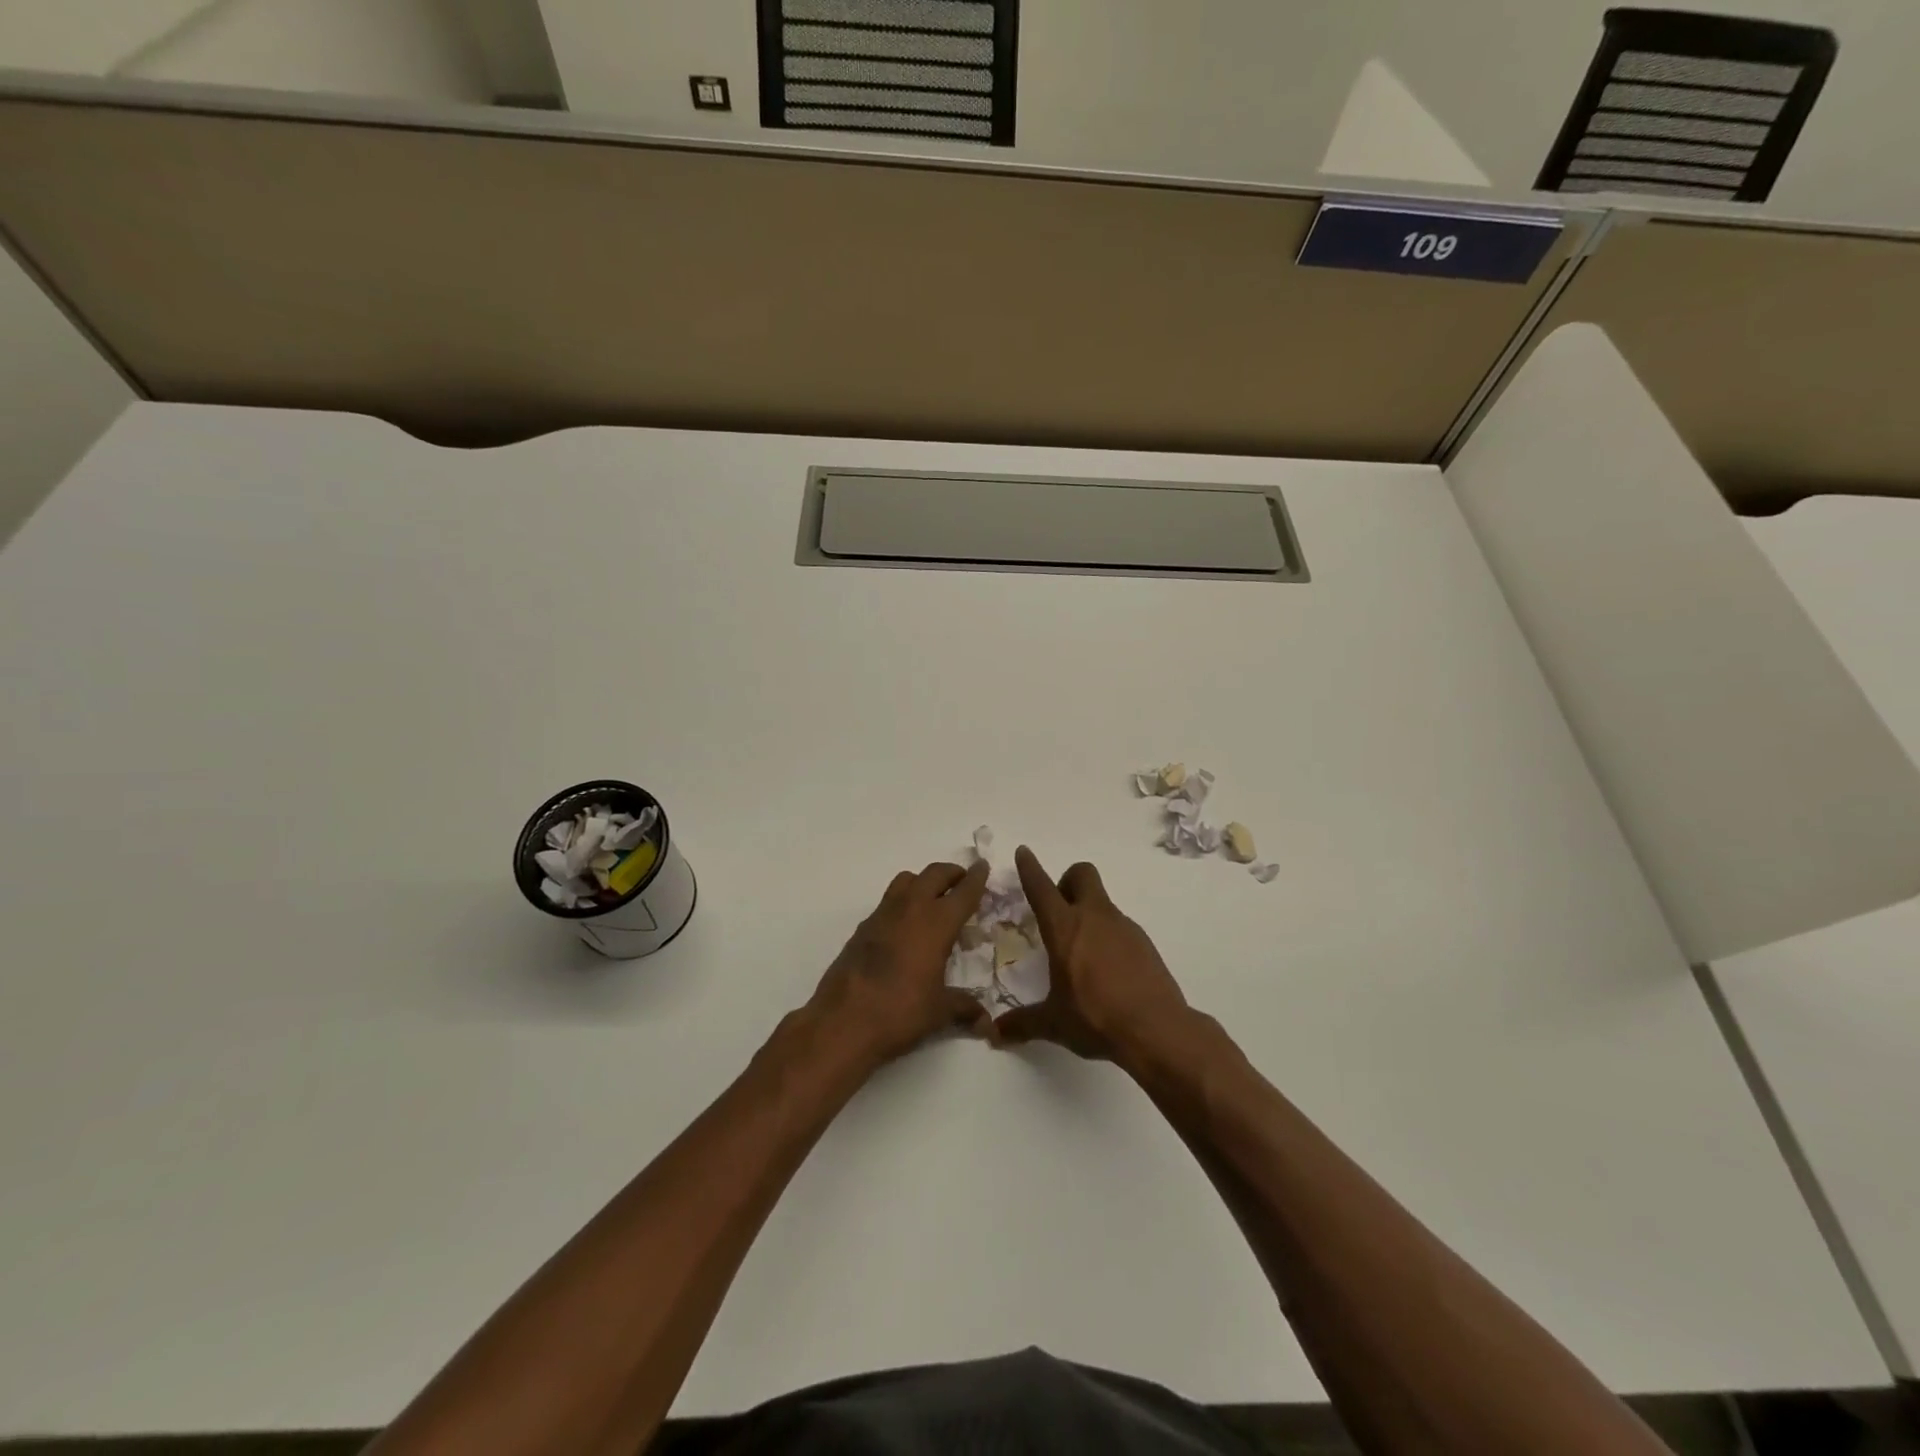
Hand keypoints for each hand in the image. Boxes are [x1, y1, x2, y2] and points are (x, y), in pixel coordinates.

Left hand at [808, 860, 991, 1068]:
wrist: (842, 1021)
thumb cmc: (899, 1012)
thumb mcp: (939, 1012)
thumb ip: (964, 1008)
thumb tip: (985, 1022)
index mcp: (936, 923)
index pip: (963, 892)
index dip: (976, 878)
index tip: (983, 866)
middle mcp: (910, 909)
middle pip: (934, 874)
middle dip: (951, 874)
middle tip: (962, 883)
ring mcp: (882, 915)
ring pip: (907, 880)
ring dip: (923, 882)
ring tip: (933, 901)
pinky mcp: (862, 928)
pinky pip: (888, 901)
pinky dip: (902, 903)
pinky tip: (905, 929)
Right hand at [993, 847, 1190, 1061]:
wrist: (1156, 1029)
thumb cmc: (1096, 1018)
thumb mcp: (1054, 1023)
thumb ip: (1023, 1023)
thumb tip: (994, 1033)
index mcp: (1065, 928)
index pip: (1042, 888)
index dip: (1030, 868)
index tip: (1024, 852)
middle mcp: (1094, 918)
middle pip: (1082, 874)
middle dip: (1067, 881)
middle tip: (1060, 912)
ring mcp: (1124, 927)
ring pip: (1102, 902)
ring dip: (1089, 913)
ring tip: (1083, 953)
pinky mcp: (1144, 943)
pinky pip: (1120, 927)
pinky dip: (1109, 936)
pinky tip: (1108, 970)